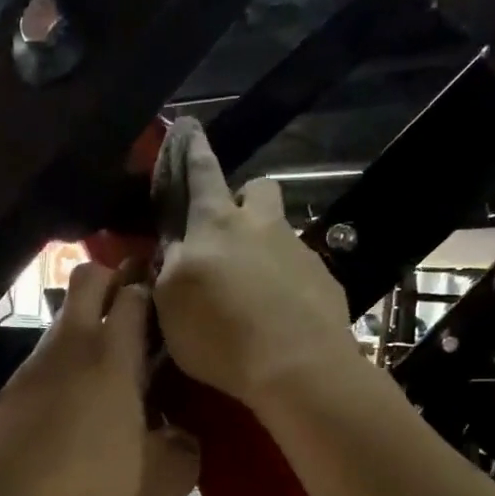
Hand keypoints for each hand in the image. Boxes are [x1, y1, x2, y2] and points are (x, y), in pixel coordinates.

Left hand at [0, 262, 199, 495]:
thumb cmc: (86, 489)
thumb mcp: (160, 482)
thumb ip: (184, 449)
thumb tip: (182, 435)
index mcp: (111, 356)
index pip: (133, 292)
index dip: (154, 285)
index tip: (171, 298)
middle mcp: (68, 346)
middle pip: (88, 279)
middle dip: (114, 278)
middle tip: (140, 309)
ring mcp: (32, 366)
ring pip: (64, 321)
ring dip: (89, 328)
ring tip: (114, 370)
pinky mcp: (9, 392)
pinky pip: (45, 360)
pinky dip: (66, 366)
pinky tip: (78, 407)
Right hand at [154, 118, 358, 404]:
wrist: (298, 368)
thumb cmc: (221, 334)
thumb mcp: (170, 305)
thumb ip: (169, 270)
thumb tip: (172, 251)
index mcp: (216, 224)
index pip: (202, 172)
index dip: (192, 150)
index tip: (189, 127)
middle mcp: (262, 227)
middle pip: (259, 188)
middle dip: (244, 198)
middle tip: (229, 230)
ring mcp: (300, 252)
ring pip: (280, 232)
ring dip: (264, 247)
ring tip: (250, 290)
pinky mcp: (325, 282)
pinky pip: (300, 270)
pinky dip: (285, 285)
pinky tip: (277, 318)